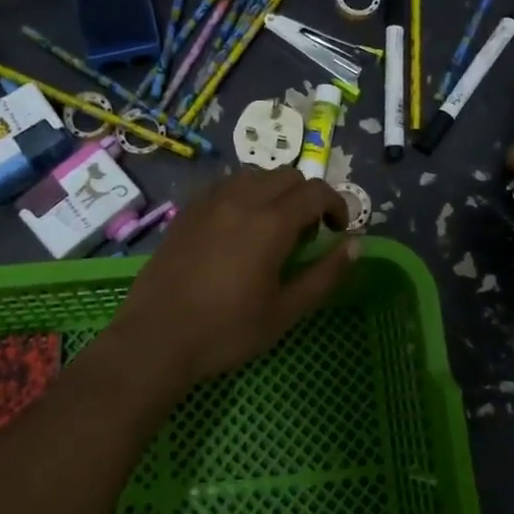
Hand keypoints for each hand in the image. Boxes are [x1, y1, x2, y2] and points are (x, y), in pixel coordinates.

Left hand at [105, 168, 354, 394]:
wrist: (157, 337)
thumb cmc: (227, 330)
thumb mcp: (286, 311)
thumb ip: (325, 275)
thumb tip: (356, 245)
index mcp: (270, 223)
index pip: (316, 191)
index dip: (336, 205)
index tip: (338, 231)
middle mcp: (241, 200)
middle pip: (287, 176)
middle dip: (306, 197)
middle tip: (306, 234)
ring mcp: (209, 202)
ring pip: (254, 176)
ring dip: (274, 192)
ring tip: (271, 228)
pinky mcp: (187, 211)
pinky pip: (224, 187)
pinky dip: (243, 196)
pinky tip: (237, 229)